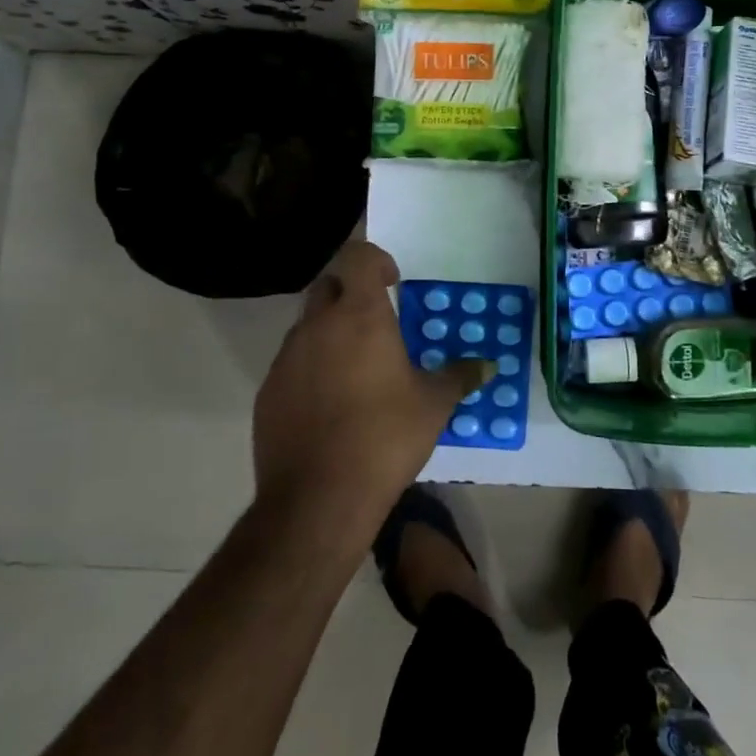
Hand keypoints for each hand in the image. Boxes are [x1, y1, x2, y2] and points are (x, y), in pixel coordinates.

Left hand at [253, 239, 488, 531]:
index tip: (393, 282)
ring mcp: (287, 358)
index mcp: (360, 316)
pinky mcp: (268, 392)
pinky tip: (329, 405)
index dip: (375, 261)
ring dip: (329, 332)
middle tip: (375, 321)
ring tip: (355, 368)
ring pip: (307, 326)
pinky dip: (311, 369)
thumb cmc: (385, 438)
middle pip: (328, 285)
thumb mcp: (433, 406)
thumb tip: (488, 365)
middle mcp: (317, 326)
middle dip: (350, 292)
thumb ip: (459, 377)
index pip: (357, 257)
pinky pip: (291, 364)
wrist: (318, 499)